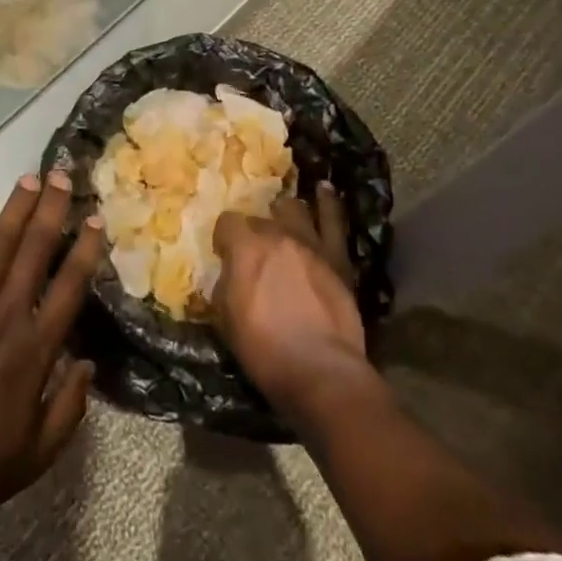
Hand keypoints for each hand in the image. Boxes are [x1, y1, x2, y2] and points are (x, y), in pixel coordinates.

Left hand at [0, 170, 103, 539]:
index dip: (85, 248)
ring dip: (15, 209)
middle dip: (51, 210)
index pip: (69, 286)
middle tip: (62, 174)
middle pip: (34, 251)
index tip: (95, 217)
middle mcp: (5, 316)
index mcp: (34, 350)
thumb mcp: (36, 456)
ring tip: (29, 177)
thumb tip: (89, 364)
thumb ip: (69, 409)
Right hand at [212, 182, 369, 425]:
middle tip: (255, 253)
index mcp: (245, 247)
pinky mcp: (337, 257)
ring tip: (282, 220)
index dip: (224, 238)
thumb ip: (225, 286)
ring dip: (284, 215)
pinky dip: (328, 203)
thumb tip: (230, 275)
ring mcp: (310, 243)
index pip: (227, 223)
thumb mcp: (226, 320)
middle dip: (254, 231)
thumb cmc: (265, 350)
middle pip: (259, 218)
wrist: (321, 371)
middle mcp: (277, 234)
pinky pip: (333, 220)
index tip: (224, 254)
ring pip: (293, 209)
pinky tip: (324, 189)